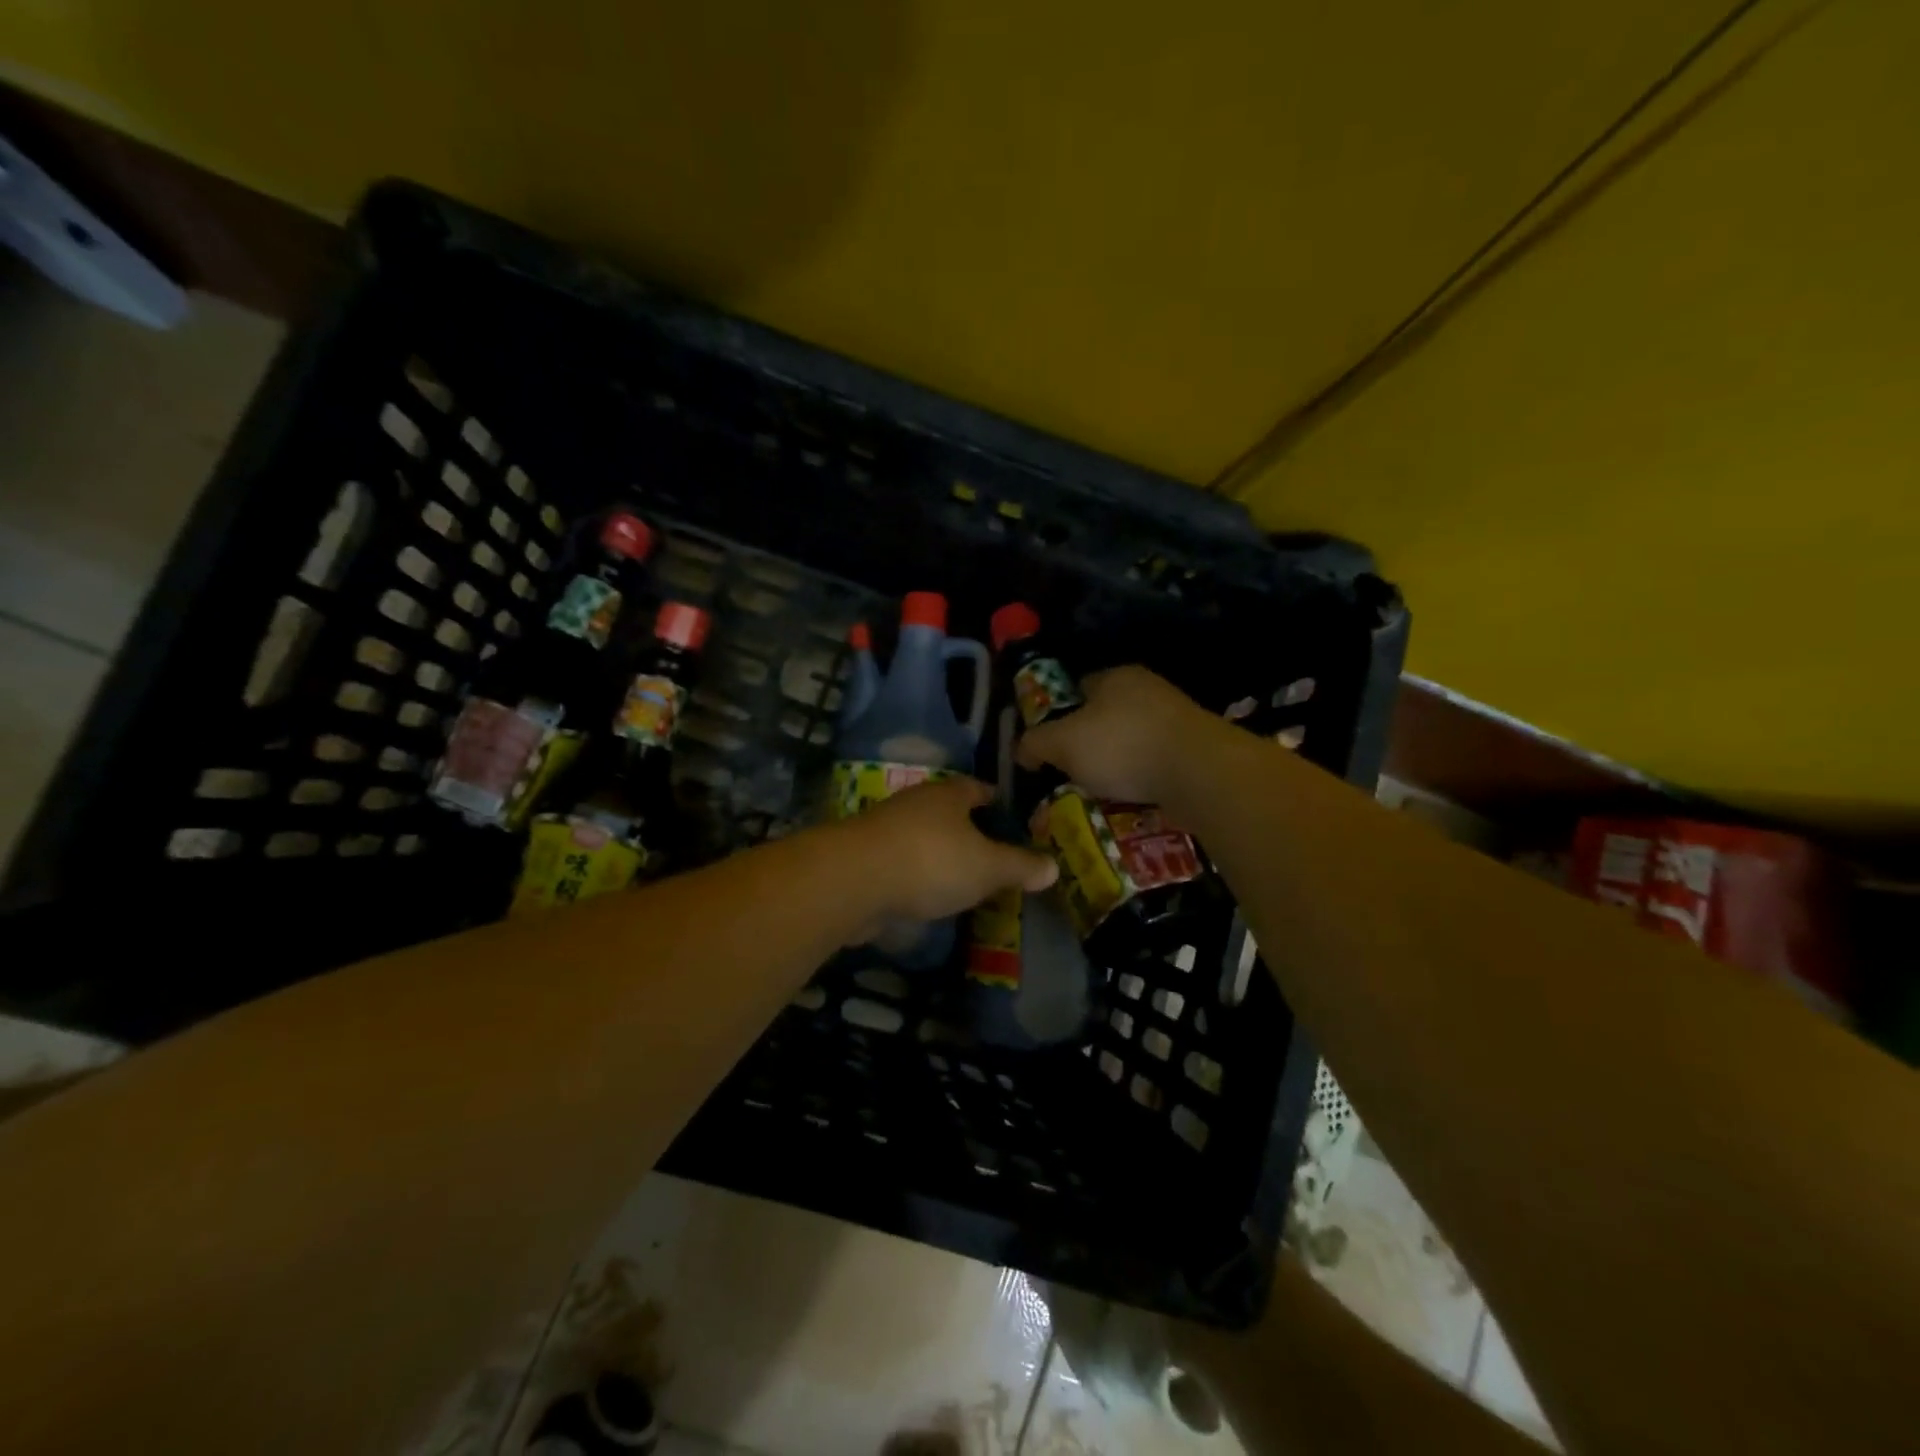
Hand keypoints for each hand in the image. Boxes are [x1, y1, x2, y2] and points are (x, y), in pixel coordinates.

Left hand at [839, 777, 1057, 937]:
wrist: (853, 880)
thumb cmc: (931, 861)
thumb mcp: (987, 867)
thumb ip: (1019, 866)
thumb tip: (1054, 866)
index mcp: (947, 795)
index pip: (977, 788)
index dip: (995, 799)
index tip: (1008, 813)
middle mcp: (915, 803)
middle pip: (947, 811)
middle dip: (967, 829)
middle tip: (991, 851)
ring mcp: (886, 829)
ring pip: (922, 837)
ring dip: (938, 853)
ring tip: (961, 877)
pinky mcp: (865, 859)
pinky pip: (900, 862)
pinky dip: (915, 875)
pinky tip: (926, 896)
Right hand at [1015, 666, 1213, 803]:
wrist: (1198, 772)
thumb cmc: (1122, 746)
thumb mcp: (1062, 744)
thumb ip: (1035, 743)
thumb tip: (1020, 751)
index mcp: (1115, 677)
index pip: (1078, 688)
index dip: (1060, 714)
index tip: (1050, 744)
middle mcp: (1148, 690)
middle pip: (1106, 716)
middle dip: (1089, 743)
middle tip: (1072, 773)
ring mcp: (1176, 718)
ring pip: (1133, 741)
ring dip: (1118, 764)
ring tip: (1100, 792)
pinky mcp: (1196, 748)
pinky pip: (1157, 763)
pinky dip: (1143, 779)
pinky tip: (1133, 799)